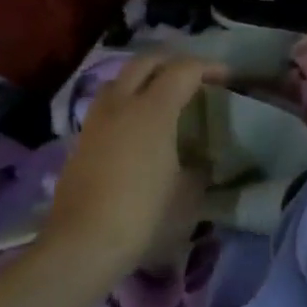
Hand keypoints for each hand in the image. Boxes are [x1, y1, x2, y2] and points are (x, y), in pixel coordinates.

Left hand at [41, 53, 223, 281]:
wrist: (84, 243)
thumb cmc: (144, 215)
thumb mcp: (187, 195)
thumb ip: (198, 171)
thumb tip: (199, 164)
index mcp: (153, 110)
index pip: (183, 70)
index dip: (208, 68)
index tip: (226, 77)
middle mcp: (122, 104)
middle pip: (145, 62)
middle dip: (172, 62)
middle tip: (193, 76)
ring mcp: (96, 120)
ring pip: (120, 80)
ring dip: (143, 78)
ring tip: (161, 96)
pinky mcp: (81, 140)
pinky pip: (107, 106)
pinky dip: (126, 102)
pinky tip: (137, 126)